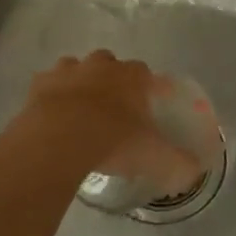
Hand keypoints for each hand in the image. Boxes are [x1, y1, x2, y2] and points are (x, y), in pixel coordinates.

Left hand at [22, 51, 201, 195]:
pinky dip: (52, 94)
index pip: (147, 74)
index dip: (149, 88)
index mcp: (133, 77)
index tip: (149, 106)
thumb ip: (179, 164)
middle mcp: (103, 66)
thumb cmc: (113, 141)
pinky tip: (53, 115)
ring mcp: (69, 70)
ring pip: (78, 68)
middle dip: (113, 80)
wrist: (59, 139)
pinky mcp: (40, 83)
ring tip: (81, 111)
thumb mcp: (154, 158)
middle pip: (111, 64)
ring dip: (81, 83)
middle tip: (114, 110)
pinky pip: (48, 83)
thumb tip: (195, 171)